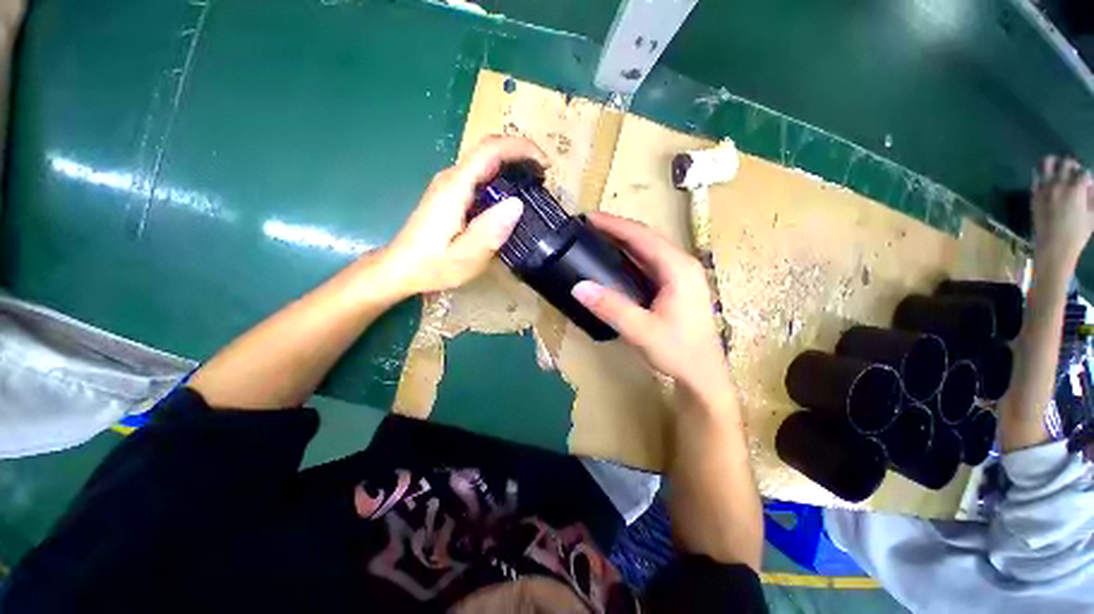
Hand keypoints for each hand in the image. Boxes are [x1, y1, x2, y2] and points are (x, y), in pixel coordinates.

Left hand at [381, 135, 548, 294]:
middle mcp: (452, 178)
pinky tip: (512, 199)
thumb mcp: (464, 258)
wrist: (402, 268)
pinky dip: (502, 180)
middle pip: (489, 151)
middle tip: (544, 178)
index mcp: (455, 188)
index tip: (545, 165)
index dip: (521, 149)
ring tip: (535, 187)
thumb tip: (517, 205)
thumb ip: (489, 232)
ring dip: (513, 167)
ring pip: (486, 162)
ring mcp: (450, 185)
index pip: (490, 151)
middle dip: (521, 156)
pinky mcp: (451, 194)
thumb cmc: (432, 266)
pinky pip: (481, 177)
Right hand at [571, 212, 730, 400]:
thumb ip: (611, 308)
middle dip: (618, 228)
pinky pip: (650, 262)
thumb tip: (578, 287)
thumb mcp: (642, 331)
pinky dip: (631, 256)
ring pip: (649, 249)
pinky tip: (616, 260)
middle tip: (589, 227)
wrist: (703, 375)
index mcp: (678, 268)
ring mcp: (681, 275)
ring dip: (624, 240)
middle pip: (646, 238)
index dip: (614, 225)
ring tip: (598, 238)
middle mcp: (682, 265)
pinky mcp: (677, 286)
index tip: (589, 218)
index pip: (642, 236)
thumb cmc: (678, 351)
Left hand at [1032, 155, 1093, 271]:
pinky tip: (1047, 180)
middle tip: (1075, 174)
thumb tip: (1090, 185)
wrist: (1054, 247)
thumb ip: (1092, 196)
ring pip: (1047, 164)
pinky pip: (1036, 178)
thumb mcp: (1092, 215)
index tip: (1087, 184)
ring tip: (1059, 170)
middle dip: (1073, 165)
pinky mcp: (1034, 196)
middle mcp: (1059, 185)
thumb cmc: (1077, 234)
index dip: (1087, 177)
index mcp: (1076, 189)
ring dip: (1055, 163)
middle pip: (1066, 163)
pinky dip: (1042, 175)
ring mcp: (1045, 189)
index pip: (1084, 172)